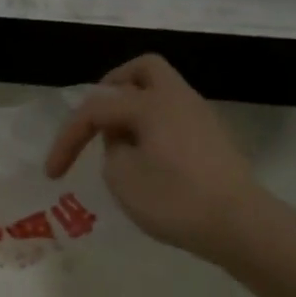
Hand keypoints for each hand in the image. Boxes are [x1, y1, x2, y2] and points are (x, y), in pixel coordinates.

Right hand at [45, 54, 277, 260]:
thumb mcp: (123, 178)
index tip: (53, 173)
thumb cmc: (176, 200)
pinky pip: (175, 115)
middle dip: (113, 86)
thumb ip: (112, 150)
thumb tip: (123, 141)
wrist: (242, 226)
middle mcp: (178, 99)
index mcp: (151, 103)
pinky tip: (148, 156)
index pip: (96, 109)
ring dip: (135, 107)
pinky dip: (154, 125)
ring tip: (119, 143)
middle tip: (97, 117)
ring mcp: (201, 116)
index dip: (67, 138)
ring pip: (162, 92)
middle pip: (143, 70)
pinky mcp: (214, 139)